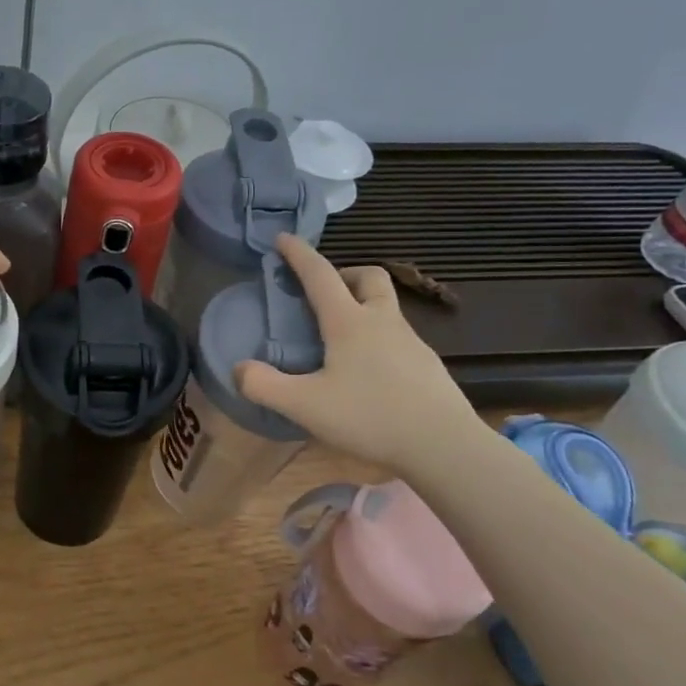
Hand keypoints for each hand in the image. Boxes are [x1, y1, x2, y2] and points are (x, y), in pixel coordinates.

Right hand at [234, 235, 486, 474]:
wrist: (445, 447)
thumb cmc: (371, 417)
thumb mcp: (304, 405)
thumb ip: (265, 385)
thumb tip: (239, 369)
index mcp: (349, 322)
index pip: (320, 275)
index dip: (299, 254)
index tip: (283, 238)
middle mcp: (382, 322)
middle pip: (369, 277)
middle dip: (344, 274)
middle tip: (323, 293)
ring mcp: (411, 343)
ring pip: (386, 307)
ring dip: (362, 306)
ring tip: (339, 338)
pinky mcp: (427, 366)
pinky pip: (397, 338)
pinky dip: (377, 339)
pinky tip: (367, 372)